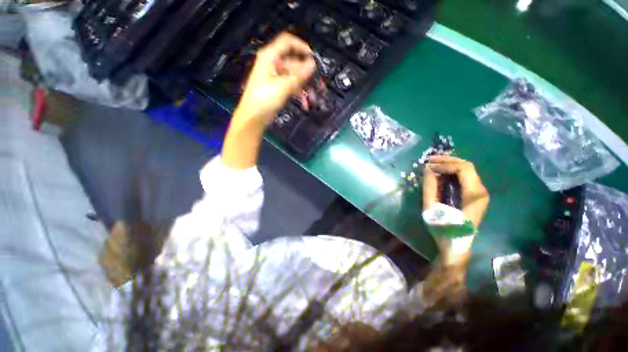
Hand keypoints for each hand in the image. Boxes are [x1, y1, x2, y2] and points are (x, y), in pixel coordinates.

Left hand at [234, 32, 315, 126]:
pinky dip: (298, 94)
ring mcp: (275, 76)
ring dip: (304, 87)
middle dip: (306, 75)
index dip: (301, 46)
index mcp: (270, 56)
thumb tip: (313, 63)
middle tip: (318, 84)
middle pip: (293, 63)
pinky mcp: (277, 88)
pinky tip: (305, 104)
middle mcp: (273, 63)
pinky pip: (290, 86)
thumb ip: (299, 74)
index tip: (313, 57)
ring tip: (313, 99)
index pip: (287, 42)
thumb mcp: (284, 86)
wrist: (253, 117)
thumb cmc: (265, 98)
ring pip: (294, 77)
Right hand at [422, 155, 489, 228]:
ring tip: (433, 164)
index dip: (445, 163)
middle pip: (467, 166)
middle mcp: (481, 191)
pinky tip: (441, 173)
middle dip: (447, 160)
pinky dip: (453, 172)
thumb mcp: (432, 208)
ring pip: (468, 171)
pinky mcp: (476, 197)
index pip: (463, 169)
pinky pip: (466, 178)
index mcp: (474, 195)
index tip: (428, 165)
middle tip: (429, 160)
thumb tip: (427, 169)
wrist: (456, 247)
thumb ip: (430, 187)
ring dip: (450, 165)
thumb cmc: (443, 229)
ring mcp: (480, 194)